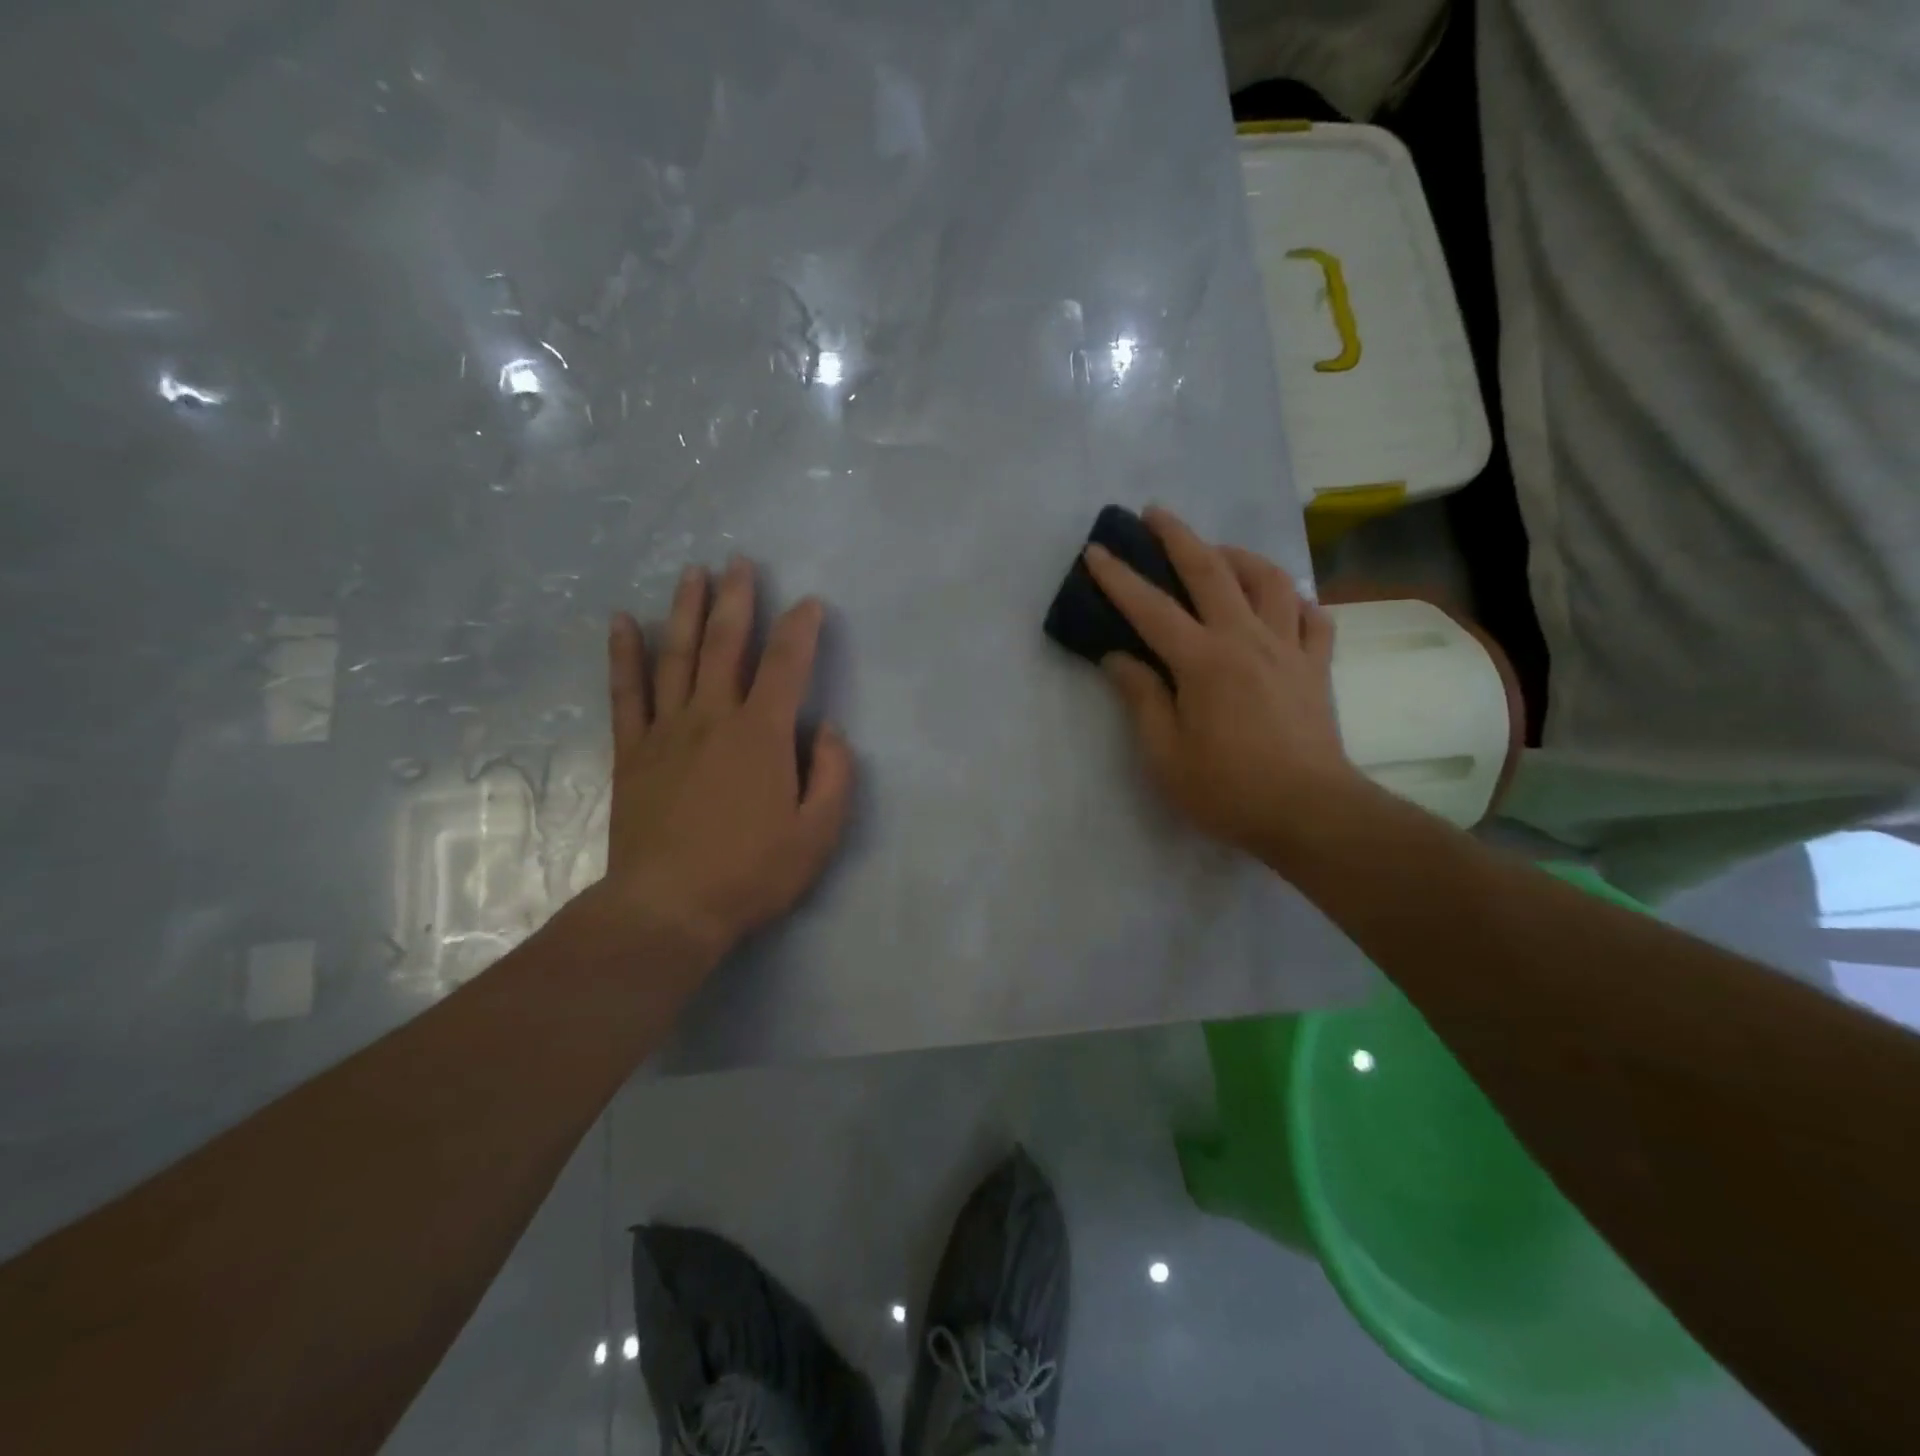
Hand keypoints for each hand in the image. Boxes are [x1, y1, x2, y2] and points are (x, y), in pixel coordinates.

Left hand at [595, 558, 853, 964]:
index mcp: (762, 734)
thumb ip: (834, 775)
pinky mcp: (632, 752)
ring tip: (692, 573)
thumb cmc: (752, 872)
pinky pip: (626, 693)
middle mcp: (713, 717)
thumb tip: (829, 730)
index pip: (786, 665)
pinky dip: (624, 655)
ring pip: (676, 655)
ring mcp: (667, 731)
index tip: (809, 604)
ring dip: (684, 609)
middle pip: (725, 644)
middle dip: (736, 600)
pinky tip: (621, 622)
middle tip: (740, 562)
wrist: (669, 908)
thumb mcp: (819, 833)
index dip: (800, 629)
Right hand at [1084, 506, 1364, 863]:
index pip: (1151, 608)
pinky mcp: (1317, 666)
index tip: (1096, 550)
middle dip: (1178, 536)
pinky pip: (1312, 616)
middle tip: (1155, 513)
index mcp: (1203, 661)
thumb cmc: (1227, 789)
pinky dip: (1294, 600)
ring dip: (1239, 556)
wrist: (1309, 813)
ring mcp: (1288, 648)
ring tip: (1219, 553)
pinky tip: (1281, 603)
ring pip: (1269, 580)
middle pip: (1211, 571)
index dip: (1119, 577)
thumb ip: (1141, 699)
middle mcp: (1246, 639)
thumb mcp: (1164, 755)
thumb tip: (1118, 658)